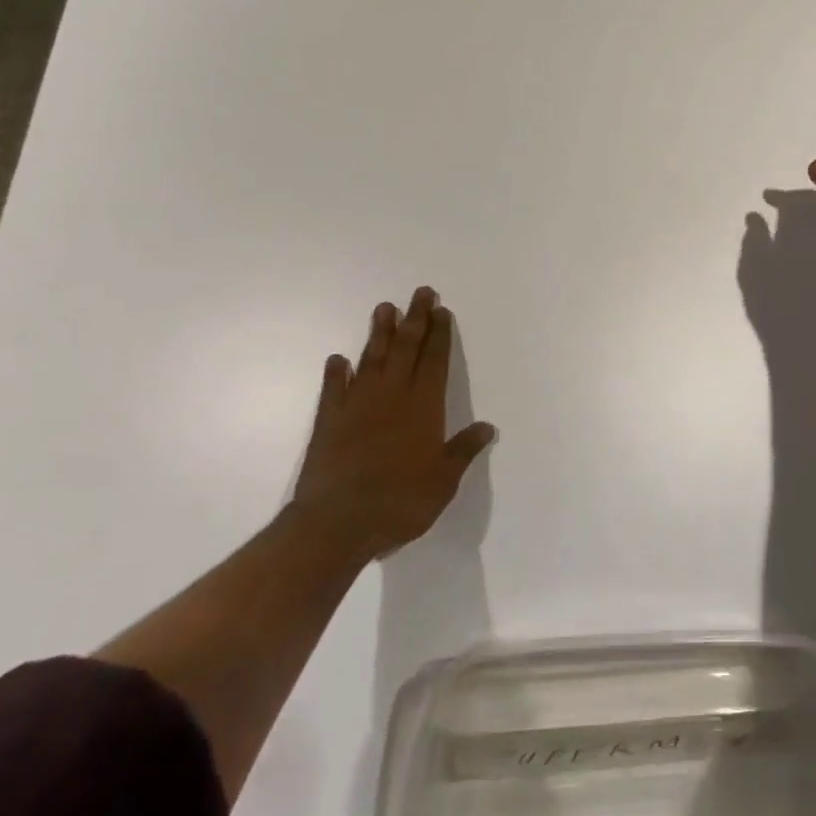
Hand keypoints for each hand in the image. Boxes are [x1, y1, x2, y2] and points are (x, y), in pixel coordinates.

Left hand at [292, 286, 494, 558]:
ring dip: (379, 333)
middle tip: (421, 293)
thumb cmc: (400, 502)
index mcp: (423, 406)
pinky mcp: (329, 421)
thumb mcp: (443, 481)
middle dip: (415, 319)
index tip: (442, 311)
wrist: (337, 523)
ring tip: (384, 308)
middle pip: (405, 349)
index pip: (435, 361)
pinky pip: (334, 389)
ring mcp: (357, 405)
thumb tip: (487, 427)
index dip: (440, 335)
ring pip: (371, 359)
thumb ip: (462, 450)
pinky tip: (337, 360)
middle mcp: (392, 396)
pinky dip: (336, 373)